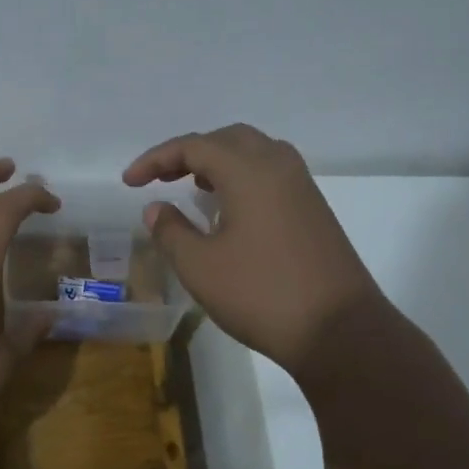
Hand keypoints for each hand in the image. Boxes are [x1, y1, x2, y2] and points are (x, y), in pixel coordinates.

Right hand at [123, 124, 383, 373]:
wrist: (338, 330)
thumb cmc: (261, 294)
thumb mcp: (200, 267)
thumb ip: (171, 231)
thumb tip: (156, 208)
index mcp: (249, 171)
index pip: (194, 146)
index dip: (155, 159)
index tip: (129, 182)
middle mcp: (279, 166)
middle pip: (227, 139)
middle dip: (188, 153)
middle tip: (160, 178)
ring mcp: (302, 187)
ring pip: (253, 153)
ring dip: (217, 162)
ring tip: (191, 187)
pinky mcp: (313, 209)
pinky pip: (270, 174)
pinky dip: (241, 177)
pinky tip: (227, 209)